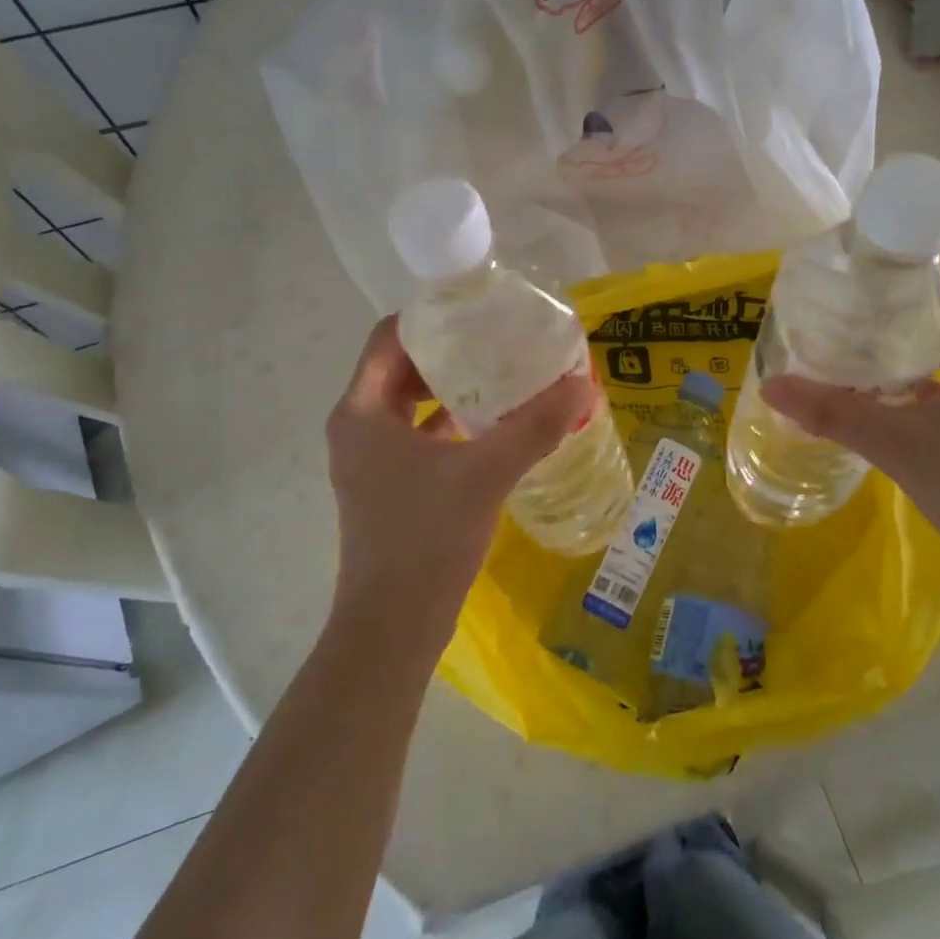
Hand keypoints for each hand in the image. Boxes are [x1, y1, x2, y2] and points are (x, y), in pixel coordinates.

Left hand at [324, 316, 595, 656]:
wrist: (393, 627)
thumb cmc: (426, 538)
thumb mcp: (486, 474)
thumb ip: (535, 425)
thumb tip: (582, 382)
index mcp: (361, 412)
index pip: (388, 338)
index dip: (430, 318)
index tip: (477, 311)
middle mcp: (357, 428)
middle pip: (399, 368)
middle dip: (448, 353)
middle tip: (498, 341)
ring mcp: (369, 461)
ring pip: (409, 405)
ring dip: (451, 389)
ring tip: (502, 376)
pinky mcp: (387, 487)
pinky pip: (418, 437)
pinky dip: (450, 425)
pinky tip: (494, 427)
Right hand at [762, 239, 939, 602]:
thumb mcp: (899, 443)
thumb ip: (833, 411)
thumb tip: (771, 386)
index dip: (927, 240)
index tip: (872, 239)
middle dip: (909, 277)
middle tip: (849, 277)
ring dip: (912, 318)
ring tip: (854, 315)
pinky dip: (918, 356)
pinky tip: (874, 372)